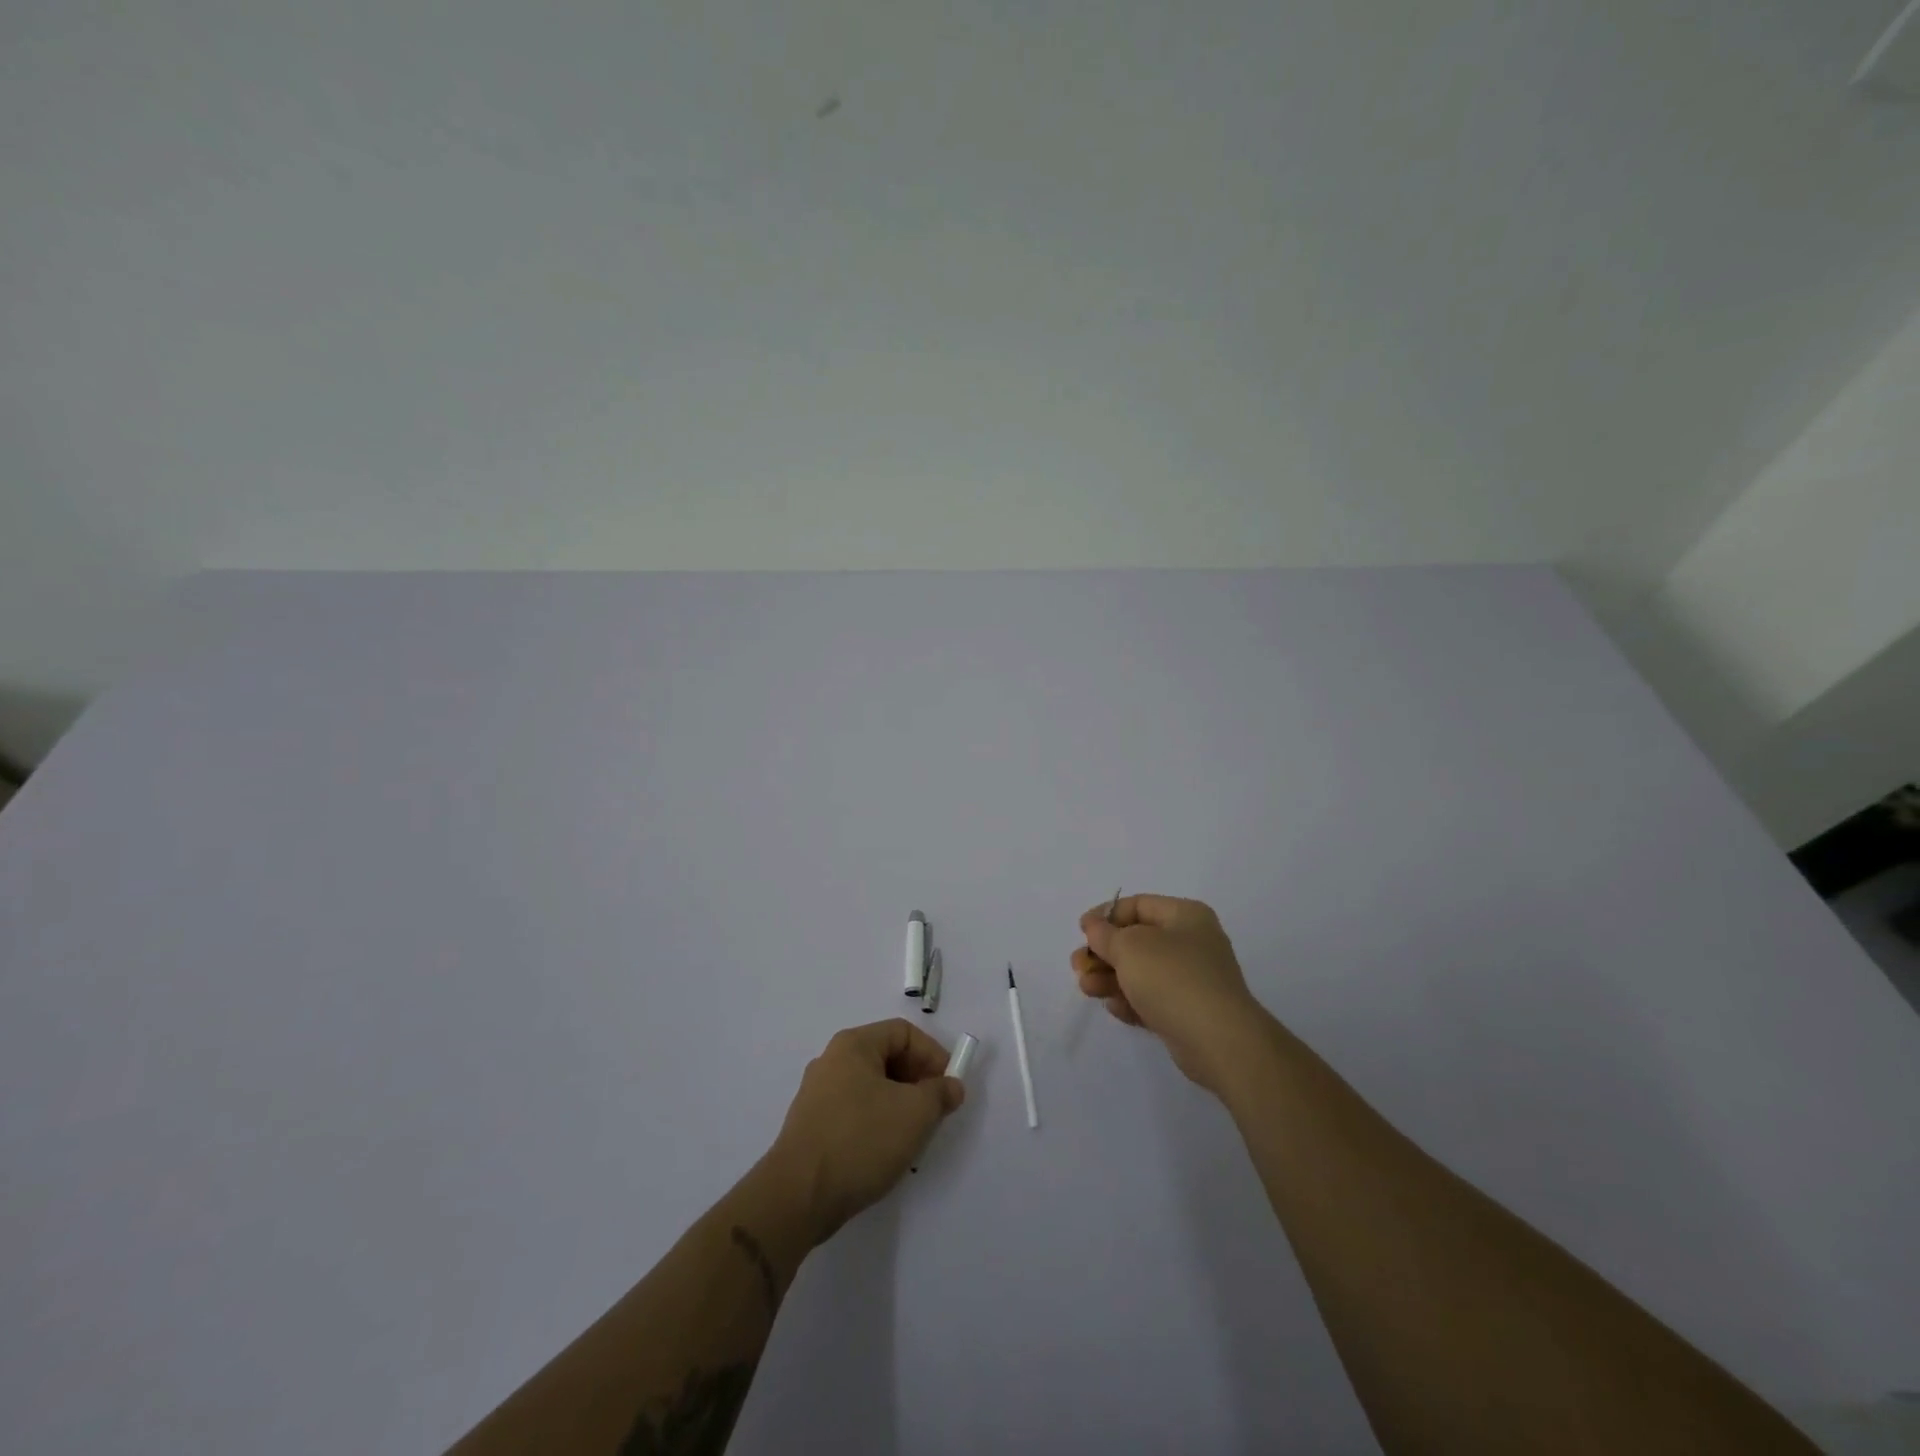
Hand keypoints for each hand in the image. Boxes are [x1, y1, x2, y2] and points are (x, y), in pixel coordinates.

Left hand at [765, 1019, 964, 1245]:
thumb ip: (939, 1093)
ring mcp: (818, 1094)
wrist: (797, 1196)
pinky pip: (855, 1111)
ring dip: (900, 1105)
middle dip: (918, 1081)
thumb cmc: (860, 1140)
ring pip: (872, 1088)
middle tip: (936, 1111)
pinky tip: (886, 1152)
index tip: (949, 1086)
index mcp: (853, 1045)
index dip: (932, 1054)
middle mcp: (832, 1061)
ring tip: (914, 1136)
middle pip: (887, 1058)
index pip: (903, 1033)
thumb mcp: (914, 1113)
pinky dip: (877, 1123)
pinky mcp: (812, 1126)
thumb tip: (950, 1086)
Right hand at [1073, 894, 1269, 1092]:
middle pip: (1137, 941)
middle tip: (1078, 966)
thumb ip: (1105, 935)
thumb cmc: (1172, 978)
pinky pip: (1152, 999)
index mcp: (1185, 916)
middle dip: (1104, 953)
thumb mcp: (1130, 947)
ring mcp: (1192, 979)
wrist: (1219, 1041)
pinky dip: (1131, 1001)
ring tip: (1087, 990)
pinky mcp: (1189, 1012)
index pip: (1138, 905)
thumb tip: (1095, 927)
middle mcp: (1192, 943)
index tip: (1082, 931)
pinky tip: (1115, 1008)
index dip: (1106, 915)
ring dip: (1110, 979)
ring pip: (1141, 972)